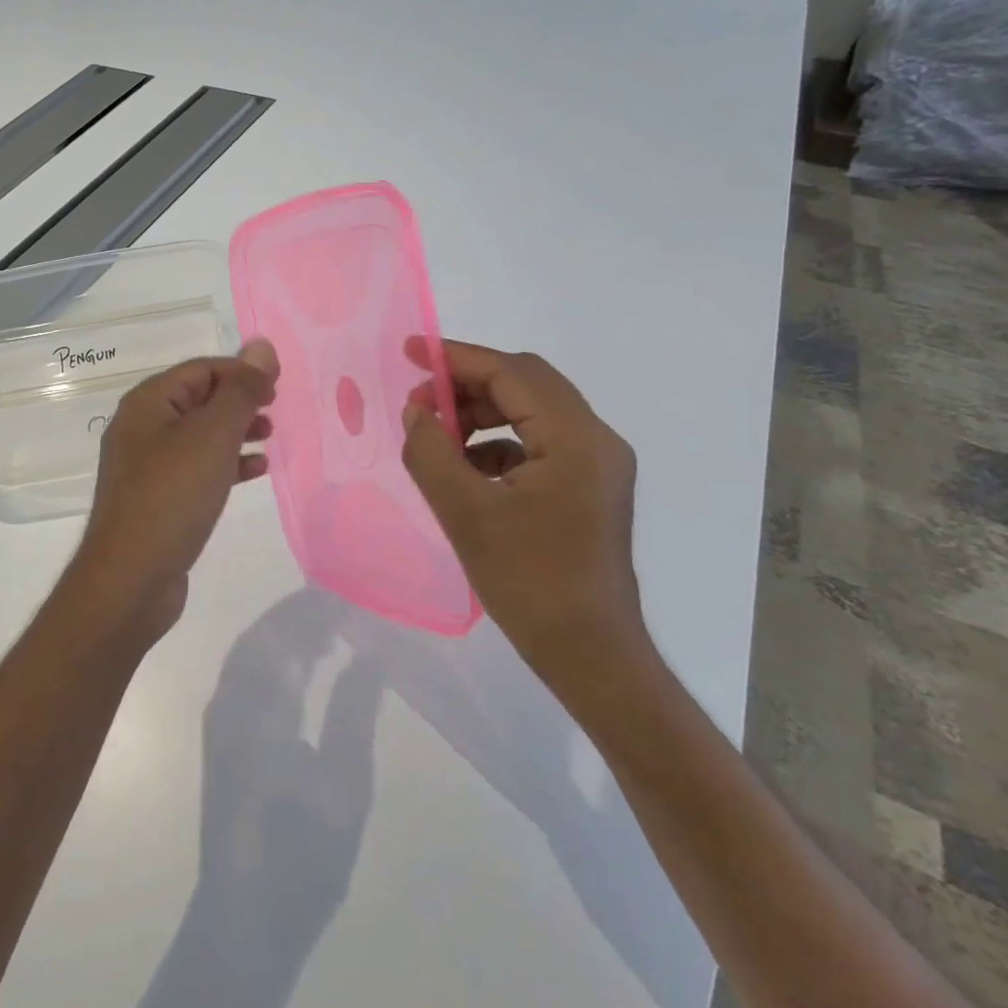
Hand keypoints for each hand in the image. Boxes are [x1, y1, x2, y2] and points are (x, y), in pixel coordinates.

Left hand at [72, 341, 279, 640]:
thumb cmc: (172, 495)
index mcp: (147, 403)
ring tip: (270, 438)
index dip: (240, 372)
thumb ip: (240, 390)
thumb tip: (262, 346)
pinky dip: (226, 463)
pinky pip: (197, 467)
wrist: (131, 579)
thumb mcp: (213, 436)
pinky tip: (254, 471)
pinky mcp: (157, 499)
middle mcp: (142, 428)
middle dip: (239, 400)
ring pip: (200, 434)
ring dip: (235, 431)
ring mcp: (147, 466)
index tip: (277, 388)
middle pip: (199, 399)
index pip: (201, 369)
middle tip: (274, 410)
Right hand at [400, 341, 641, 690]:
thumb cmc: (528, 582)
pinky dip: (497, 442)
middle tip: (420, 400)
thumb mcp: (464, 512)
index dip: (457, 357)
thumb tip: (416, 410)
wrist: (590, 655)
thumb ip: (430, 451)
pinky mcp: (588, 486)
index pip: (512, 372)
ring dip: (481, 412)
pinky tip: (465, 468)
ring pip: (531, 410)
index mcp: (576, 439)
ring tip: (438, 434)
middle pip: (526, 383)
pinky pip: (538, 442)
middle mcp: (596, 440)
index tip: (410, 352)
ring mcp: (597, 464)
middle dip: (467, 384)